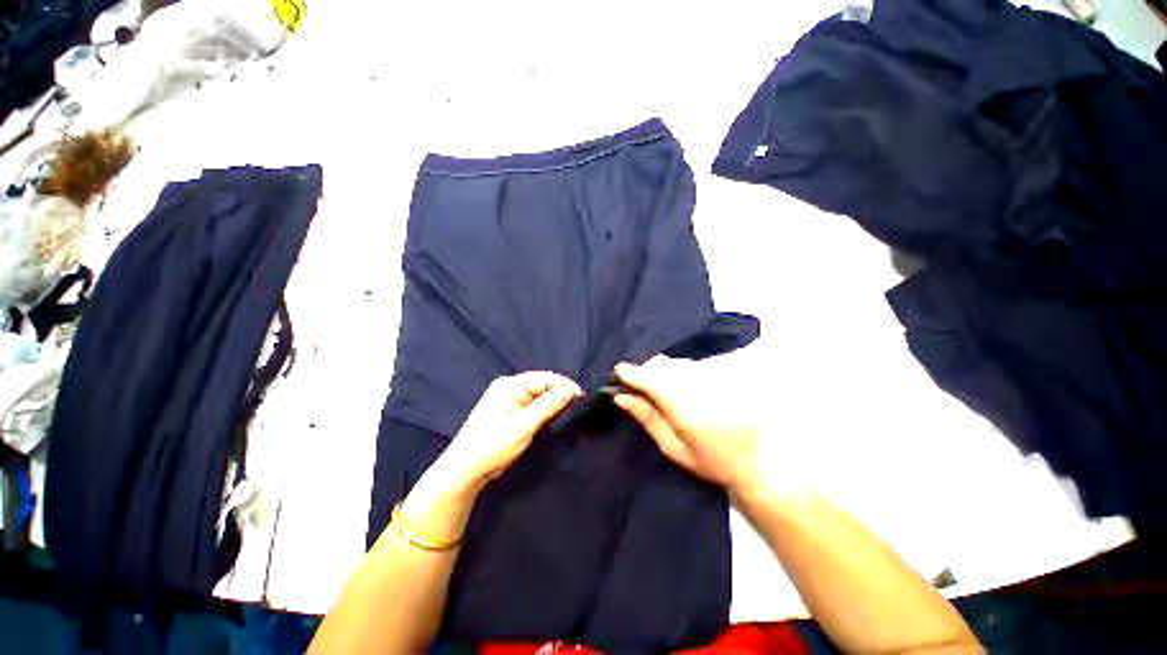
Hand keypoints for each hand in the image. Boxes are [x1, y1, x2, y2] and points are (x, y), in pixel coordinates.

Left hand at [439, 371, 581, 488]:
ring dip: (552, 401)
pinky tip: (553, 414)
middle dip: (559, 392)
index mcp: (508, 385)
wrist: (465, 470)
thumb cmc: (492, 446)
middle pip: (540, 384)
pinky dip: (543, 408)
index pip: (543, 378)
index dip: (563, 385)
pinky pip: (531, 403)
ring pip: (537, 394)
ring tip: (569, 409)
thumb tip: (571, 391)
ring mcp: (507, 398)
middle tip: (577, 404)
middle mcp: (507, 386)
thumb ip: (547, 407)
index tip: (581, 396)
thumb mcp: (523, 427)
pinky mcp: (508, 410)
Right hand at [612, 357, 762, 492]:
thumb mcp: (674, 448)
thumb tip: (620, 396)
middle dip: (647, 373)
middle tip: (643, 391)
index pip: (647, 377)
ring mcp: (713, 373)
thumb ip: (647, 417)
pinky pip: (693, 364)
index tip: (618, 374)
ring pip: (675, 362)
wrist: (762, 460)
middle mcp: (697, 381)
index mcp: (681, 403)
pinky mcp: (725, 370)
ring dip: (665, 372)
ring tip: (670, 394)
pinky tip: (690, 390)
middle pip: (660, 364)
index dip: (629, 373)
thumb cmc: (713, 461)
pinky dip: (683, 373)